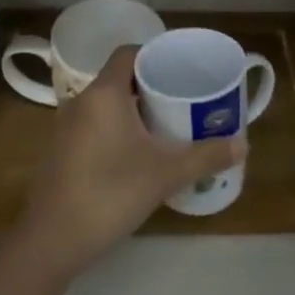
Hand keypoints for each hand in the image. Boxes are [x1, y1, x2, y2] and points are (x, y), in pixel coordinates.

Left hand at [15, 47, 244, 276]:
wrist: (51, 240)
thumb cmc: (109, 193)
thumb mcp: (164, 174)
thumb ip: (205, 156)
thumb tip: (243, 145)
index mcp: (104, 93)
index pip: (129, 54)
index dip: (154, 55)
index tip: (180, 69)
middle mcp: (81, 101)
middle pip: (119, 78)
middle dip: (150, 86)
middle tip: (181, 99)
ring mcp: (66, 127)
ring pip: (105, 104)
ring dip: (132, 109)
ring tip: (165, 125)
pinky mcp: (60, 151)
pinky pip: (93, 125)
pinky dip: (115, 128)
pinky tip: (135, 153)